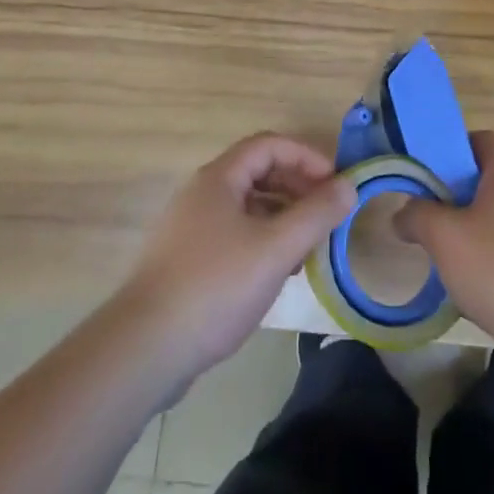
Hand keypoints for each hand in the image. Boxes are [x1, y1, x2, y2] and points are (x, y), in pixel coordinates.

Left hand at [120, 133, 356, 380]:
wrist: (144, 349)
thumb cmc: (215, 287)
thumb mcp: (275, 249)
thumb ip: (315, 215)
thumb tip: (349, 186)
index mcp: (219, 178)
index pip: (269, 145)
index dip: (307, 157)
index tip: (336, 183)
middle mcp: (202, 192)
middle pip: (258, 172)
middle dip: (297, 186)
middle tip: (327, 214)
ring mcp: (190, 227)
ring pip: (246, 206)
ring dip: (282, 216)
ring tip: (309, 246)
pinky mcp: (186, 260)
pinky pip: (233, 233)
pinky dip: (262, 240)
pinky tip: (277, 272)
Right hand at [395, 130, 493, 346]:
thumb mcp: (444, 236)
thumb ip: (417, 217)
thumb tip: (402, 214)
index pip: (485, 140)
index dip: (457, 145)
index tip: (431, 166)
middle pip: (489, 184)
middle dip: (457, 197)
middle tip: (429, 216)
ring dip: (472, 237)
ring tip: (445, 259)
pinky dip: (490, 270)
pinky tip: (471, 294)